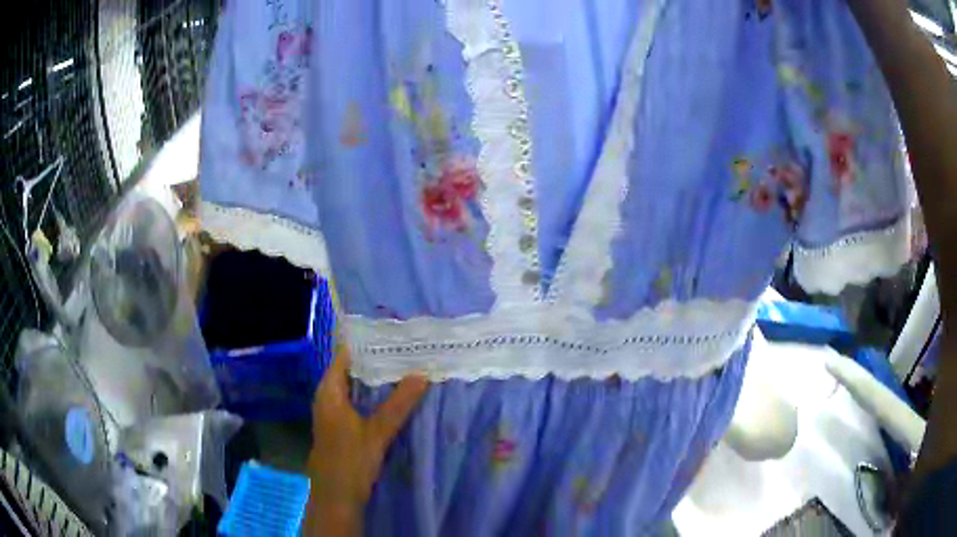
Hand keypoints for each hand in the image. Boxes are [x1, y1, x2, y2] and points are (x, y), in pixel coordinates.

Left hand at [305, 343, 427, 534]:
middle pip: (351, 371)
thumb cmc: (350, 461)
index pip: (344, 356)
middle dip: (376, 361)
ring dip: (376, 380)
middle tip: (405, 349)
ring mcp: (333, 413)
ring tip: (405, 367)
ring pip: (355, 388)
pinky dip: (373, 397)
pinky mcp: (341, 427)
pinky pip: (357, 403)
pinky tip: (393, 397)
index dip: (365, 344)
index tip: (391, 333)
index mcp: (329, 392)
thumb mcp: (377, 432)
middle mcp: (327, 398)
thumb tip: (421, 373)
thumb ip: (399, 404)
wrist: (336, 497)